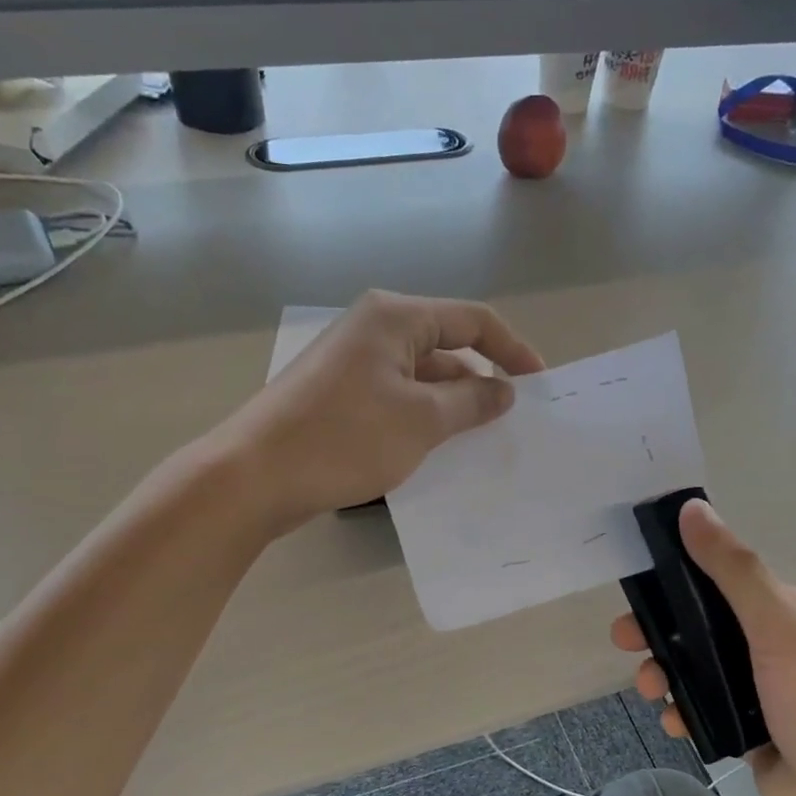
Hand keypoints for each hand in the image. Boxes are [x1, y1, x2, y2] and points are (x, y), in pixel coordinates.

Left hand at [220, 291, 544, 529]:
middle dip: (482, 382)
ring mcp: (353, 364)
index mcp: (395, 318)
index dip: (513, 350)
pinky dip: (423, 420)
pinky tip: (438, 452)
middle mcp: (373, 330)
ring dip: (453, 407)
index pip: (472, 320)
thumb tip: (503, 390)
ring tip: (482, 444)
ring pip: (421, 379)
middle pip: (446, 347)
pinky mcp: (339, 397)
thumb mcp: (422, 421)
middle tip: (513, 423)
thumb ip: (471, 401)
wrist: (254, 476)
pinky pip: (397, 400)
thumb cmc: (345, 439)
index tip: (542, 384)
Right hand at [611, 500, 795, 795]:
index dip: (682, 578)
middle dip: (664, 631)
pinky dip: (684, 711)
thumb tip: (693, 508)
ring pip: (700, 670)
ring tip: (651, 688)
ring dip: (668, 672)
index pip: (727, 580)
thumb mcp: (779, 627)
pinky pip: (705, 710)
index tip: (641, 582)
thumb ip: (734, 570)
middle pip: (706, 627)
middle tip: (626, 639)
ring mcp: (764, 694)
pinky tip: (675, 722)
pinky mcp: (751, 734)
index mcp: (792, 613)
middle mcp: (778, 649)